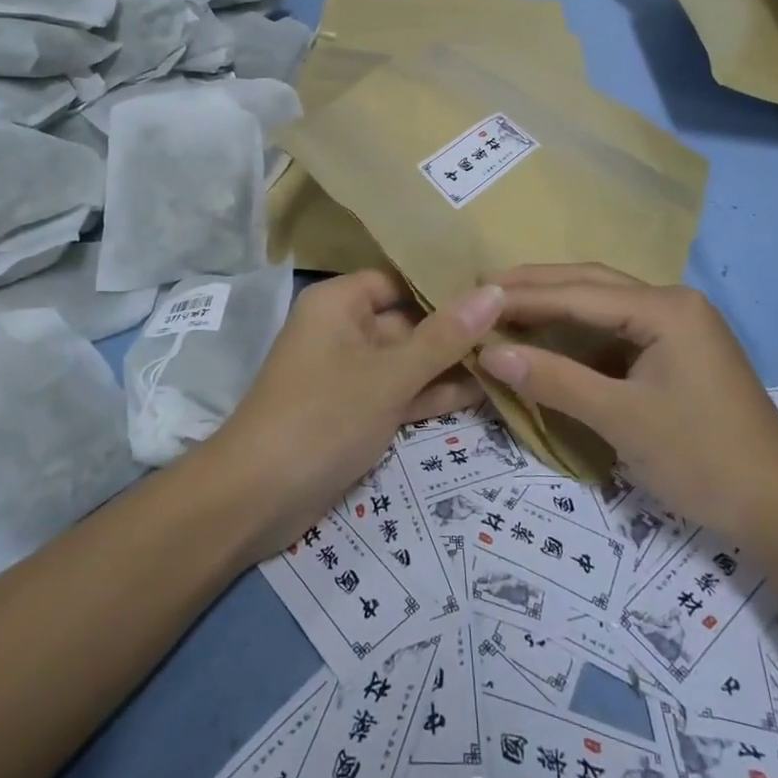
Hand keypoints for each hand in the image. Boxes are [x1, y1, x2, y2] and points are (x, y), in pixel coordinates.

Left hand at [207, 272, 504, 558]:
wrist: (256, 499)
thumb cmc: (322, 417)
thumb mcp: (389, 375)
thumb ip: (444, 336)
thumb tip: (495, 291)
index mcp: (340, 304)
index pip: (400, 279)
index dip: (446, 283)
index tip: (501, 288)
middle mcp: (344, 330)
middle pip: (409, 320)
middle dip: (458, 329)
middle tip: (521, 326)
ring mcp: (351, 374)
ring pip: (409, 360)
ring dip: (452, 365)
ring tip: (514, 359)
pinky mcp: (357, 412)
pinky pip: (401, 392)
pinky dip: (433, 394)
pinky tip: (486, 392)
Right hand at [478, 264, 777, 540]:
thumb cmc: (702, 457)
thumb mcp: (621, 418)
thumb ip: (554, 380)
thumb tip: (489, 353)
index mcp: (666, 308)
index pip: (579, 294)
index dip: (524, 296)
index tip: (474, 296)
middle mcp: (673, 303)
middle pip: (592, 284)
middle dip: (538, 285)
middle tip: (484, 289)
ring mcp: (679, 326)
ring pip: (604, 304)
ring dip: (557, 304)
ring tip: (506, 306)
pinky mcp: (678, 351)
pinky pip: (617, 329)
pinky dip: (578, 331)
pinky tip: (550, 337)